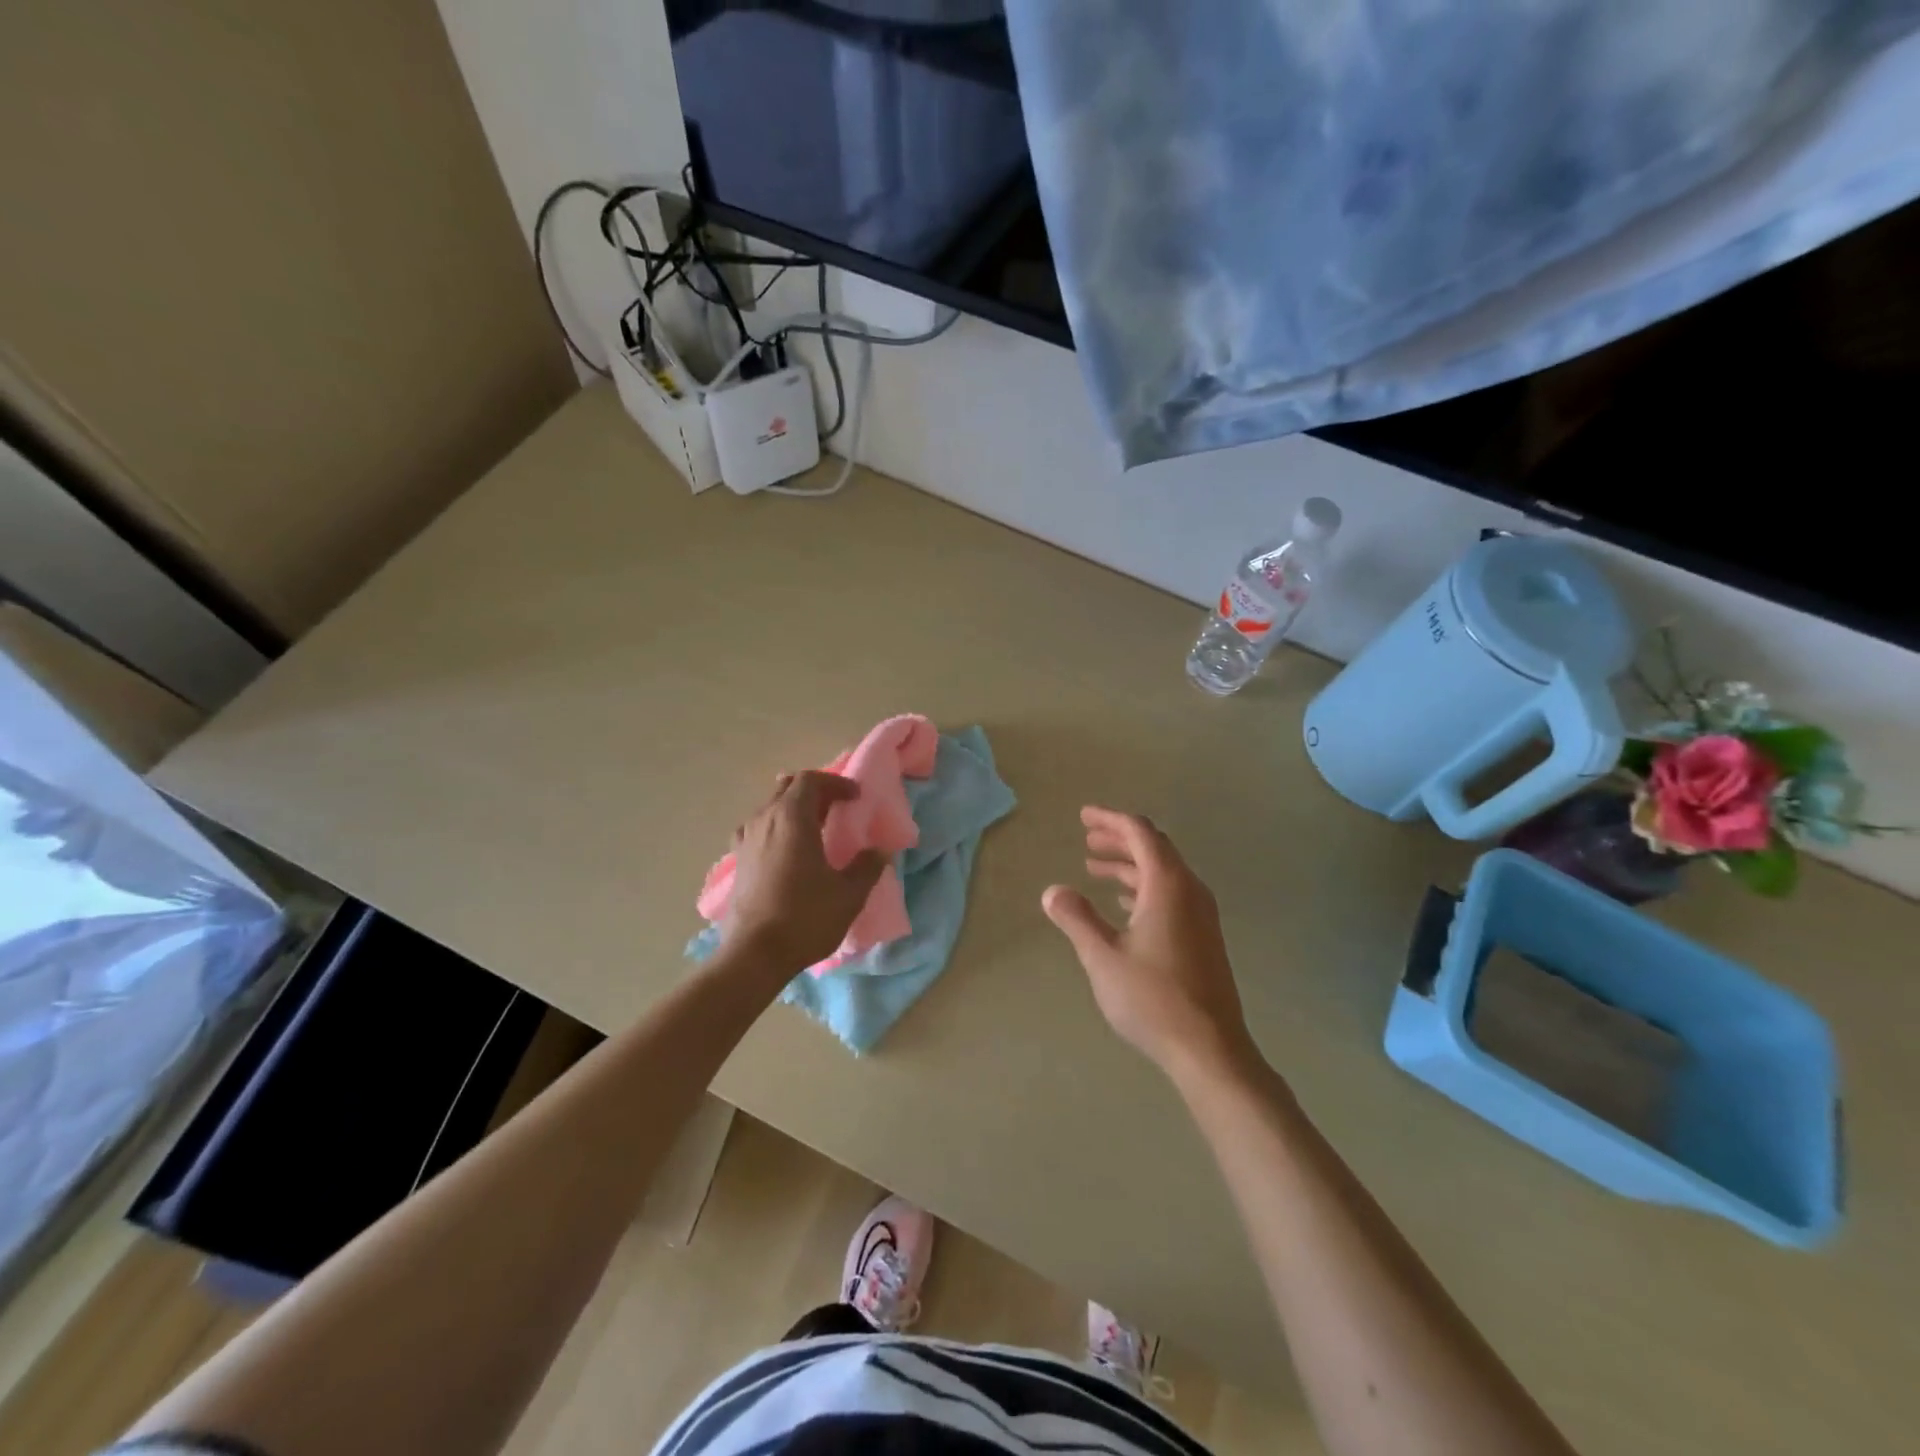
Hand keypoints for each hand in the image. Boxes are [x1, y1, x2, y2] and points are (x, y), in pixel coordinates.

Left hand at [724, 771, 888, 973]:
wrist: (754, 955)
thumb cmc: (805, 917)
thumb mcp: (849, 894)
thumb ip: (868, 866)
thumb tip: (881, 851)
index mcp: (792, 818)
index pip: (811, 780)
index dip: (836, 783)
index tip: (856, 797)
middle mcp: (764, 820)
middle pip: (787, 788)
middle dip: (815, 792)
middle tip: (837, 808)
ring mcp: (746, 840)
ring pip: (770, 807)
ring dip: (794, 809)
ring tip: (815, 828)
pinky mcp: (737, 862)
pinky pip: (757, 830)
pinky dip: (776, 829)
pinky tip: (785, 850)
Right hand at [1042, 806, 1257, 1079]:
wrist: (1210, 1048)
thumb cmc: (1152, 998)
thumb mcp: (1102, 957)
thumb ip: (1077, 919)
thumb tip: (1053, 891)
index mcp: (1167, 885)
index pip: (1140, 833)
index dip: (1110, 820)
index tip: (1084, 817)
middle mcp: (1189, 891)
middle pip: (1155, 848)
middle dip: (1119, 840)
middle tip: (1087, 840)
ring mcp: (1201, 915)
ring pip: (1163, 873)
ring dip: (1130, 866)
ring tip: (1095, 869)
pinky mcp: (1203, 937)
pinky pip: (1172, 895)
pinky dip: (1144, 888)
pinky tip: (1124, 905)